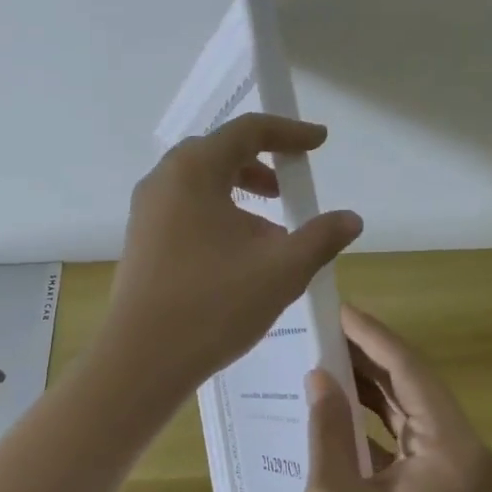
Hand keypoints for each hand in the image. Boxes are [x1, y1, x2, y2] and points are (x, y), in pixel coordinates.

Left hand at [99, 113, 363, 394]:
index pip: (247, 131)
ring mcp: (146, 211)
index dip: (288, 133)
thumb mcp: (281, 270)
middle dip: (261, 164)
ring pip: (201, 184)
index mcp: (194, 171)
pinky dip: (218, 214)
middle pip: (219, 153)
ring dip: (240, 193)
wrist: (142, 360)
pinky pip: (185, 209)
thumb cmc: (214, 304)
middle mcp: (164, 180)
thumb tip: (350, 219)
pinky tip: (239, 255)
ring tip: (271, 231)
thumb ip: (321, 237)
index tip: (319, 142)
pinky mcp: (141, 240)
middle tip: (290, 187)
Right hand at [304, 306, 491, 491]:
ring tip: (325, 355)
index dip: (370, 334)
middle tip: (321, 327)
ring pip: (411, 405)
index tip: (335, 308)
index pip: (408, 367)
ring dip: (372, 383)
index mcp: (448, 443)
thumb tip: (320, 379)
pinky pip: (411, 433)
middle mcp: (462, 444)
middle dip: (368, 353)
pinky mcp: (446, 483)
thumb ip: (328, 432)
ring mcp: (458, 465)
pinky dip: (378, 416)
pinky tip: (342, 405)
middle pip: (413, 381)